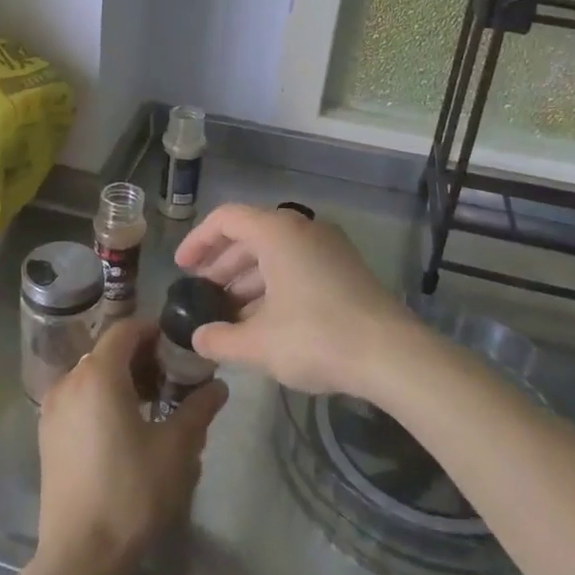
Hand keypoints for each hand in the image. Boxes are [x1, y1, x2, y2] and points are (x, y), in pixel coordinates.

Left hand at [31, 316, 227, 574]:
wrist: (80, 555)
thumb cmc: (132, 493)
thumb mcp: (177, 449)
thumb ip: (198, 408)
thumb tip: (218, 386)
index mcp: (99, 375)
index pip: (126, 329)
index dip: (154, 331)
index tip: (180, 346)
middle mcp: (69, 381)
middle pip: (108, 351)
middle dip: (142, 357)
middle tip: (174, 378)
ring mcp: (53, 408)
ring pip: (92, 375)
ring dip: (123, 378)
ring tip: (155, 404)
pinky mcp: (48, 434)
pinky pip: (79, 398)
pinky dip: (103, 398)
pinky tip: (126, 428)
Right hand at [174, 203, 424, 398]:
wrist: (392, 355)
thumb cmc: (316, 337)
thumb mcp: (258, 344)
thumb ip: (220, 339)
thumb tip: (198, 338)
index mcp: (277, 232)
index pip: (226, 219)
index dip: (198, 241)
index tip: (182, 268)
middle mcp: (303, 228)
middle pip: (251, 235)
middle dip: (222, 264)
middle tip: (203, 293)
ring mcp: (329, 247)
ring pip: (276, 252)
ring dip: (248, 278)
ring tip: (229, 313)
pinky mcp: (346, 268)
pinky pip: (298, 264)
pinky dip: (275, 284)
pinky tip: (264, 320)